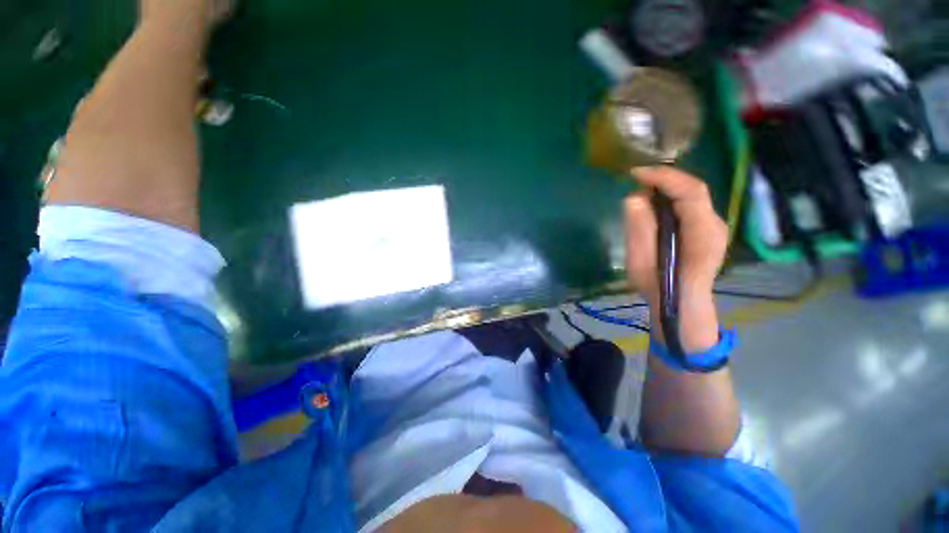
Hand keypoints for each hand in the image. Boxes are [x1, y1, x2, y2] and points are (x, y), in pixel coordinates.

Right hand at [624, 167, 727, 349]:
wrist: (682, 306)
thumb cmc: (660, 288)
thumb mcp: (642, 262)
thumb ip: (639, 231)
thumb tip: (633, 198)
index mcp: (703, 233)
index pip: (690, 191)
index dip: (663, 177)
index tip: (635, 174)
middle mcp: (715, 224)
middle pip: (693, 189)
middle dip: (663, 180)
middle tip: (635, 181)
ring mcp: (713, 226)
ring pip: (691, 195)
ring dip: (665, 189)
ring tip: (640, 193)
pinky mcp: (706, 229)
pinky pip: (689, 204)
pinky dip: (669, 199)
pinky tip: (652, 206)